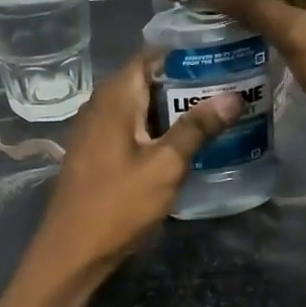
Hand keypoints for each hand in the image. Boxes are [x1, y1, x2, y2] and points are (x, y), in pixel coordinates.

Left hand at [32, 52, 241, 273]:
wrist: (72, 252)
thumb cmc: (118, 205)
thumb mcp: (165, 166)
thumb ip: (197, 128)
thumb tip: (233, 95)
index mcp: (115, 97)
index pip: (151, 55)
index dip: (186, 54)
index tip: (222, 58)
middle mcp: (100, 104)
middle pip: (147, 80)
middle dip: (186, 82)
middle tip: (229, 86)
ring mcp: (94, 129)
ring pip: (139, 105)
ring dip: (172, 108)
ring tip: (215, 111)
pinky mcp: (96, 152)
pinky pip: (130, 126)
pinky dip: (156, 127)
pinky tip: (183, 142)